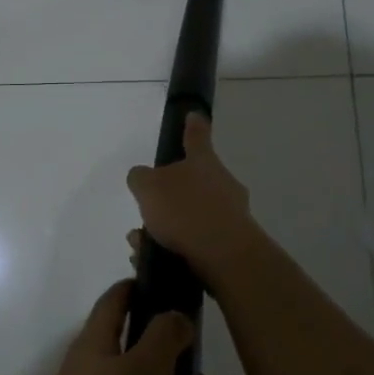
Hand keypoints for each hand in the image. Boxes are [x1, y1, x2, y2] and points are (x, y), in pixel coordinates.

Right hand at [125, 112, 261, 276]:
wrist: (225, 257)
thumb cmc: (185, 210)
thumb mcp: (148, 187)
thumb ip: (140, 178)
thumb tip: (142, 177)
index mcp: (203, 161)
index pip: (196, 136)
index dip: (192, 125)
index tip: (194, 115)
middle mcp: (222, 183)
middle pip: (194, 180)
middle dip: (169, 195)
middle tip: (147, 209)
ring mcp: (232, 213)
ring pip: (192, 214)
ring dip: (167, 226)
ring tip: (141, 244)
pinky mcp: (233, 244)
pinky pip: (198, 240)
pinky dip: (176, 246)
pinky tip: (155, 259)